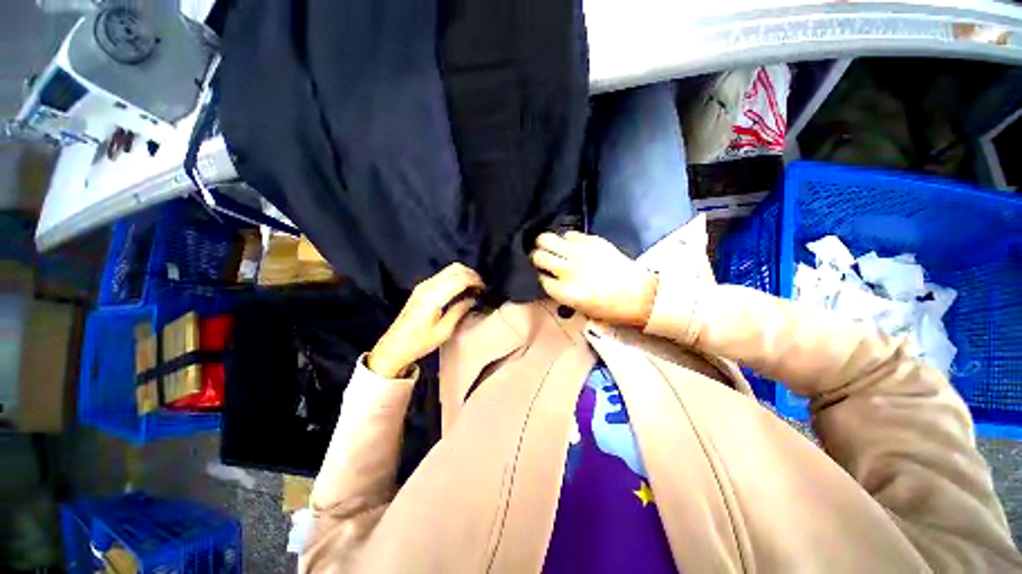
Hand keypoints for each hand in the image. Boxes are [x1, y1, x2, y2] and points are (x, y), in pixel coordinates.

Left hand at [367, 263, 483, 377]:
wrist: (394, 347)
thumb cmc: (419, 342)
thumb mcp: (444, 331)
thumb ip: (459, 311)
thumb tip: (473, 299)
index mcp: (433, 297)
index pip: (460, 279)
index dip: (475, 281)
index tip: (484, 289)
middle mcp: (428, 286)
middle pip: (455, 268)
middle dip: (471, 274)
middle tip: (480, 288)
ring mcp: (423, 285)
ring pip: (449, 270)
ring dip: (463, 275)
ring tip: (473, 289)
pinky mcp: (421, 288)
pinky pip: (443, 275)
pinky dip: (455, 278)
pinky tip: (461, 290)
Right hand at [531, 231, 657, 326]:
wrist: (640, 294)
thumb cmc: (609, 308)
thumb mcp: (580, 309)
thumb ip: (560, 293)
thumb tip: (548, 279)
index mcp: (565, 291)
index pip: (540, 279)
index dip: (540, 277)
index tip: (543, 277)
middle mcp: (568, 269)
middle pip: (538, 256)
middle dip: (537, 258)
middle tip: (541, 259)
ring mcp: (579, 252)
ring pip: (548, 239)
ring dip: (547, 245)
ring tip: (552, 248)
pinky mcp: (592, 240)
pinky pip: (569, 234)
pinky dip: (566, 239)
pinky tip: (571, 245)